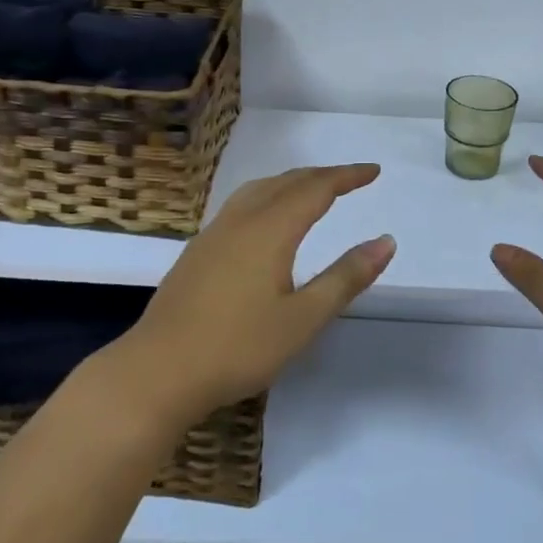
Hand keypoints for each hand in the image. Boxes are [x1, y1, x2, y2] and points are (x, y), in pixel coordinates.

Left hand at [105, 165, 394, 425]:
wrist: (157, 371)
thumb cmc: (237, 347)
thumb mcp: (303, 319)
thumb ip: (345, 278)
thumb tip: (385, 242)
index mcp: (270, 229)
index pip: (316, 189)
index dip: (347, 177)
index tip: (374, 171)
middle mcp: (241, 220)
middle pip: (286, 182)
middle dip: (322, 176)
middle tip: (351, 179)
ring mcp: (213, 234)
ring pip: (259, 189)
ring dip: (291, 182)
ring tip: (312, 190)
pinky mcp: (197, 251)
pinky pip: (241, 205)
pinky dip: (267, 196)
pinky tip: (266, 221)